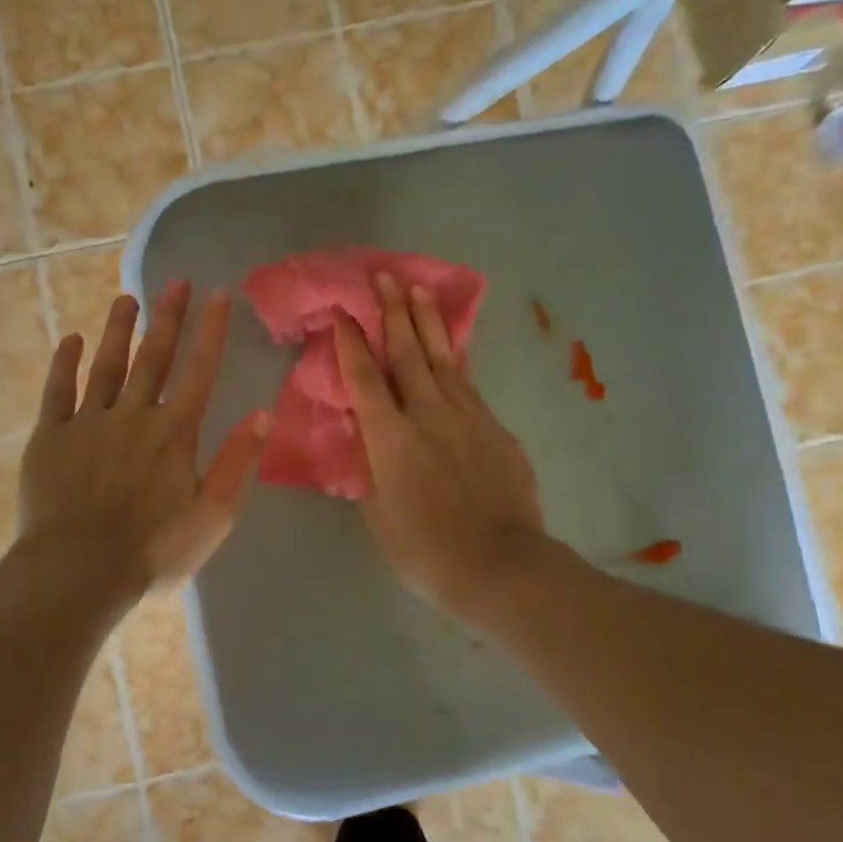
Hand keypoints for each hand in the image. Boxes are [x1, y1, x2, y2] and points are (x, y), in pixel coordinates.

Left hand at [18, 279, 270, 597]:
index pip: (200, 371)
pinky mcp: (51, 437)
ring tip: (126, 298)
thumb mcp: (212, 515)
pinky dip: (64, 364)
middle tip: (175, 281)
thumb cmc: (153, 550)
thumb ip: (236, 461)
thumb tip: (263, 413)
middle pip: (154, 358)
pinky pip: (58, 391)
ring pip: (106, 365)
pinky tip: (70, 340)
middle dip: (168, 317)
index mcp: (174, 433)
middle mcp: (134, 415)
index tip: (218, 294)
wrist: (78, 570)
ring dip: (118, 330)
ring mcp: (88, 422)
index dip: (211, 331)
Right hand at [334, 272, 544, 618]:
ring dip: (428, 322)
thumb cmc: (425, 550)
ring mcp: (467, 417)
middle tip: (384, 275)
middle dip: (393, 312)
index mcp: (390, 437)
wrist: (500, 565)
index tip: (341, 313)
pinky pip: (468, 384)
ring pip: (443, 359)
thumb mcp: (378, 513)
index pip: (364, 379)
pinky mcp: (496, 428)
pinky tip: (452, 348)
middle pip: (407, 353)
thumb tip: (367, 440)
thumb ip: (370, 469)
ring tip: (419, 290)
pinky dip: (455, 360)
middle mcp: (427, 414)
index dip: (350, 343)